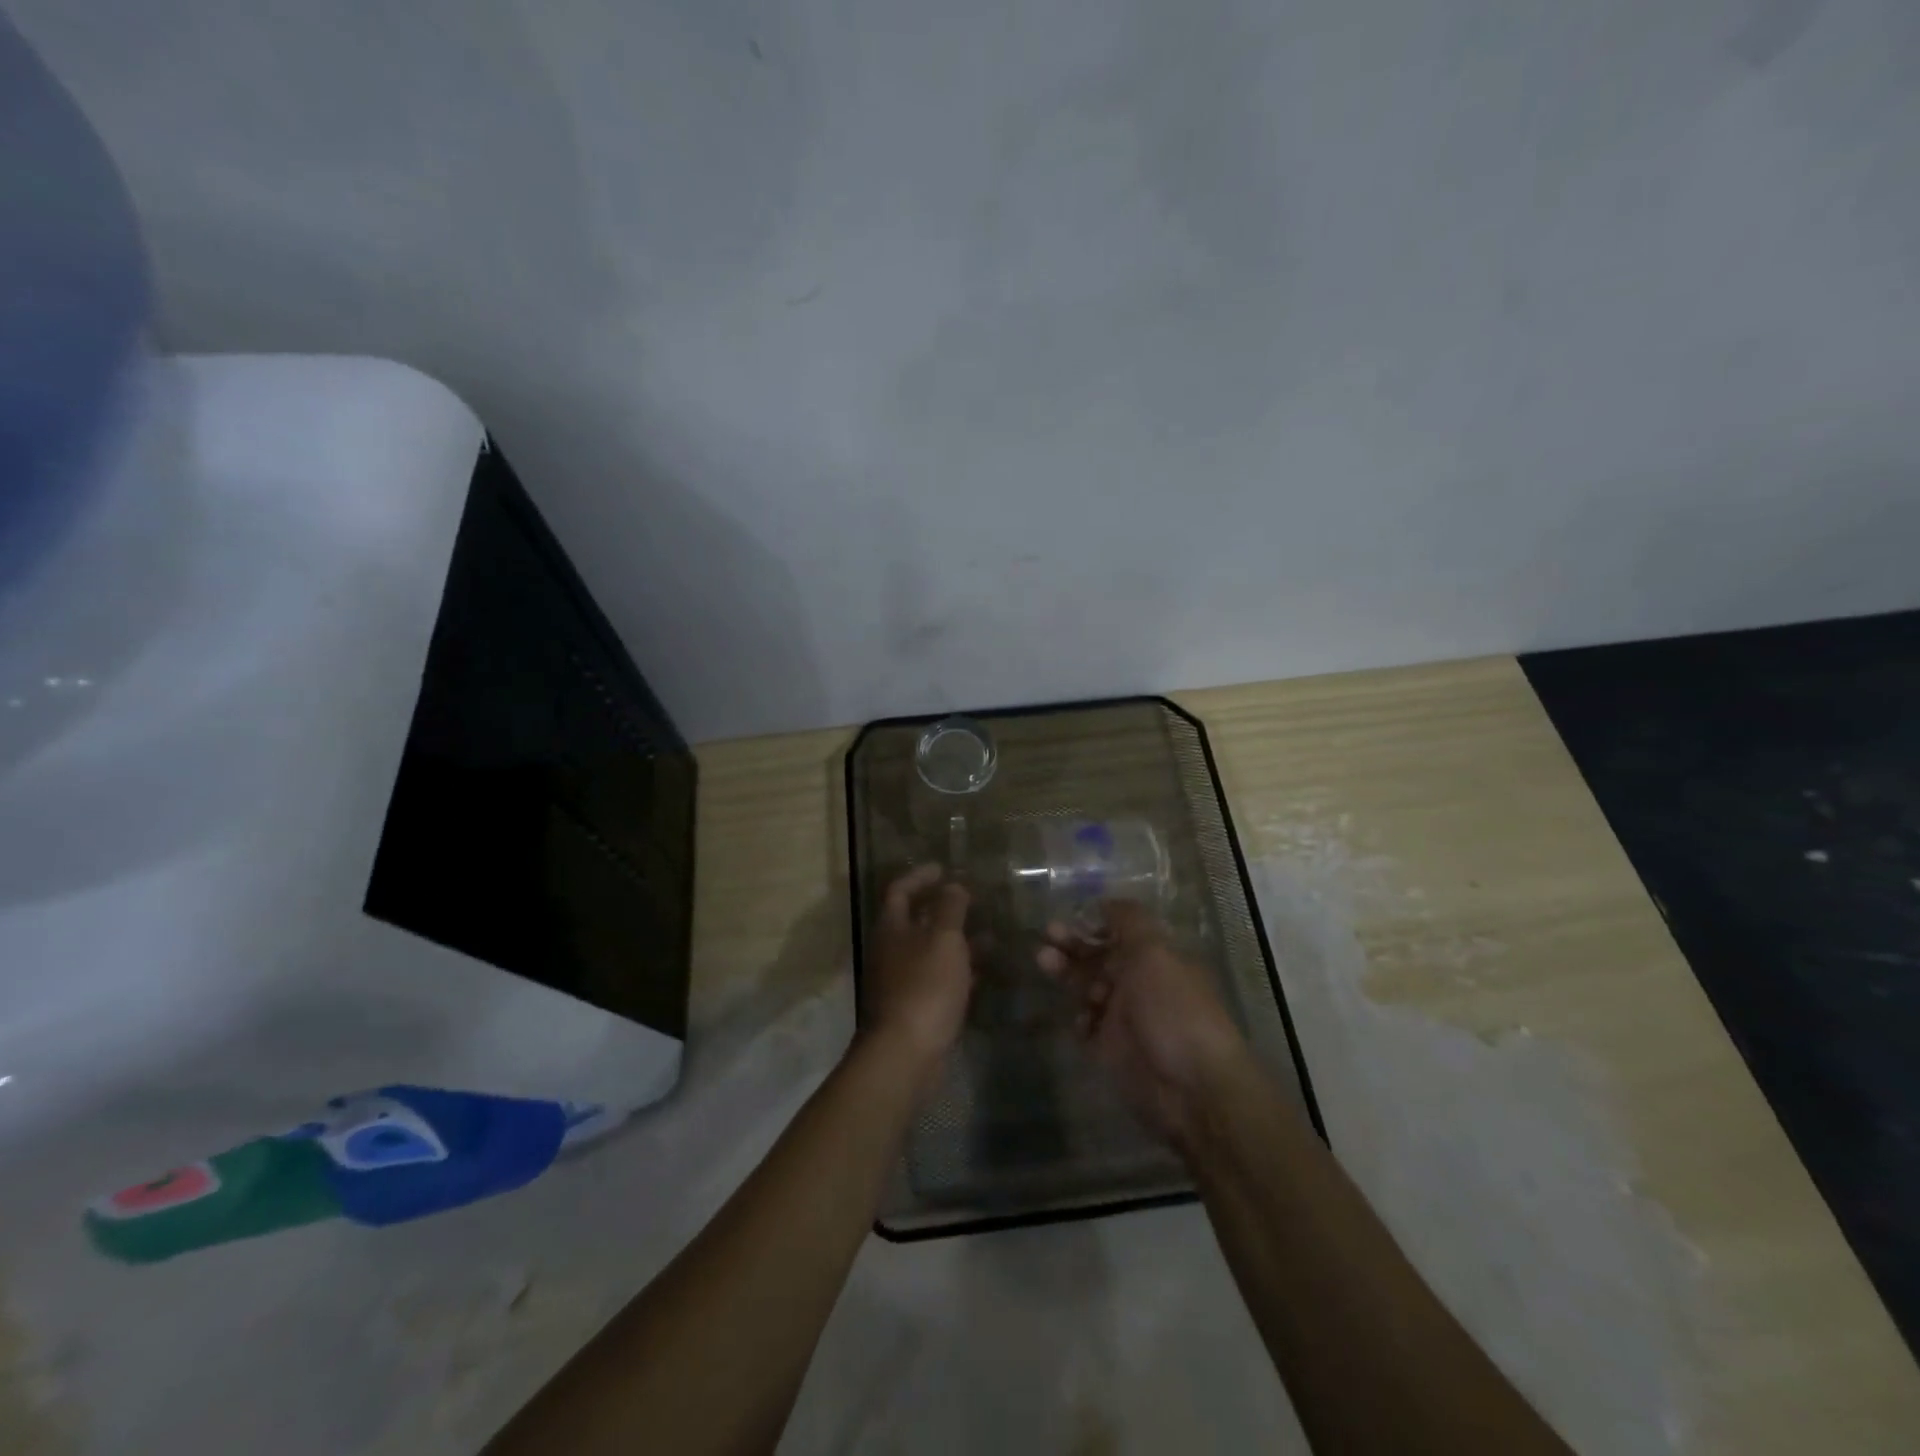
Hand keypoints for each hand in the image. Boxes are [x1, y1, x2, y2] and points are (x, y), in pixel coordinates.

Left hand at [861, 865, 973, 1078]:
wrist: (905, 1054)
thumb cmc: (924, 987)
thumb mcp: (943, 939)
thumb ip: (950, 908)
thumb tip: (953, 885)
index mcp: (891, 928)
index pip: (900, 890)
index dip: (920, 876)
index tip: (944, 868)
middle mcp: (891, 950)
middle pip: (915, 920)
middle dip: (944, 909)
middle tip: (974, 902)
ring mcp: (900, 981)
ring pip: (930, 951)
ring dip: (957, 941)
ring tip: (991, 937)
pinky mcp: (914, 1007)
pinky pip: (938, 979)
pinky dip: (959, 971)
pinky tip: (984, 973)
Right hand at [1038, 900, 1249, 1145]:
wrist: (1191, 1088)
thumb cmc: (1174, 1010)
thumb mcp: (1155, 953)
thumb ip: (1129, 922)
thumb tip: (1106, 902)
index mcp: (1156, 959)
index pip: (1120, 933)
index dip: (1095, 923)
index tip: (1069, 914)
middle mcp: (1140, 984)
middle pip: (1099, 957)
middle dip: (1073, 944)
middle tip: (1047, 935)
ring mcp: (1124, 1018)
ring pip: (1087, 987)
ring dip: (1066, 973)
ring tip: (1044, 960)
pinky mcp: (1109, 1050)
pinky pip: (1085, 1026)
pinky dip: (1078, 1018)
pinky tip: (1079, 1017)